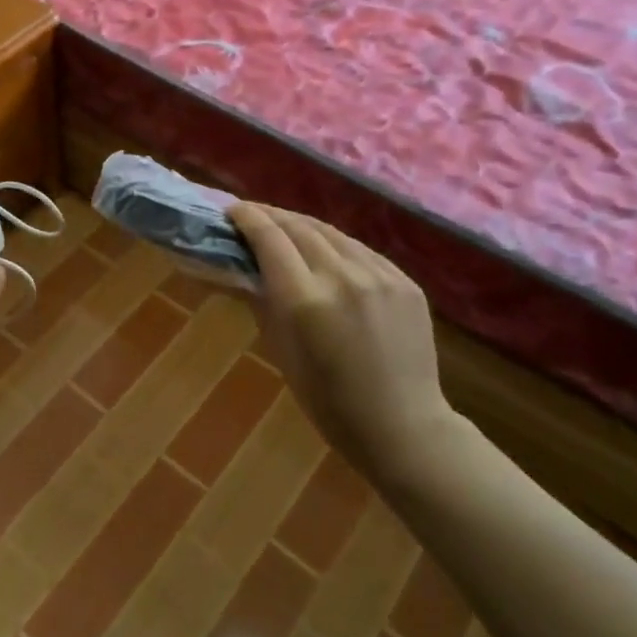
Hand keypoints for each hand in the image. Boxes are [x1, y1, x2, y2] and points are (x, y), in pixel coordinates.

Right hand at [230, 203, 453, 477]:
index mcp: (305, 300)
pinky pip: (361, 250)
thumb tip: (240, 267)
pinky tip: (325, 252)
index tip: (231, 210)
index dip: (247, 218)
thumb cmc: (328, 401)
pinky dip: (335, 245)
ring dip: (302, 225)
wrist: (403, 427)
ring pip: (331, 233)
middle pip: (298, 227)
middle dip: (270, 216)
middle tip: (251, 216)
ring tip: (284, 226)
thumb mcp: (280, 351)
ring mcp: (380, 276)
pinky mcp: (405, 281)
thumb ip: (261, 300)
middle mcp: (342, 277)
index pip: (270, 238)